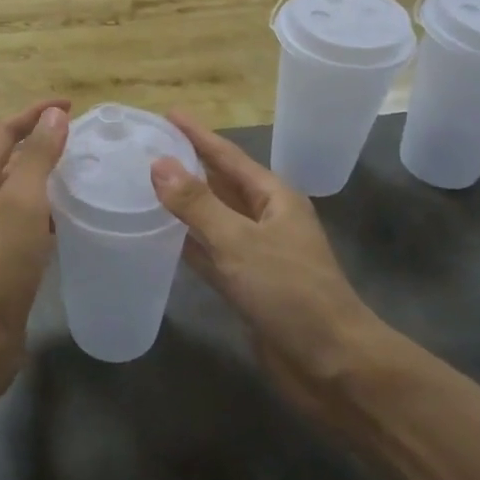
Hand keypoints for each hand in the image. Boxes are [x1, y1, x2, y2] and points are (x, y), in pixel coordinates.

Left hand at [0, 99, 69, 368]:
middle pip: (8, 155)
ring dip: (45, 173)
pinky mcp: (0, 256)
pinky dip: (47, 207)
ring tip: (82, 170)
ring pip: (18, 188)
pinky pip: (25, 218)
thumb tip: (53, 116)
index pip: (4, 129)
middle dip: (40, 139)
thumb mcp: (22, 201)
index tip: (72, 107)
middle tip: (80, 138)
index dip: (35, 112)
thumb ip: (37, 156)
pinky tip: (70, 216)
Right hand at [151, 113, 399, 426]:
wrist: (334, 365)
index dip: (198, 135)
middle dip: (188, 165)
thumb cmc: (290, 292)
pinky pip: (210, 253)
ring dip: (184, 203)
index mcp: (274, 198)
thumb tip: (158, 163)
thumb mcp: (239, 241)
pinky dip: (187, 243)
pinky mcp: (247, 286)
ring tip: (145, 184)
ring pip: (213, 219)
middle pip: (220, 183)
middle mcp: (266, 219)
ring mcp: (257, 254)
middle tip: (147, 147)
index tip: (167, 114)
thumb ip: (196, 203)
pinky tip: (160, 236)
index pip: (227, 156)